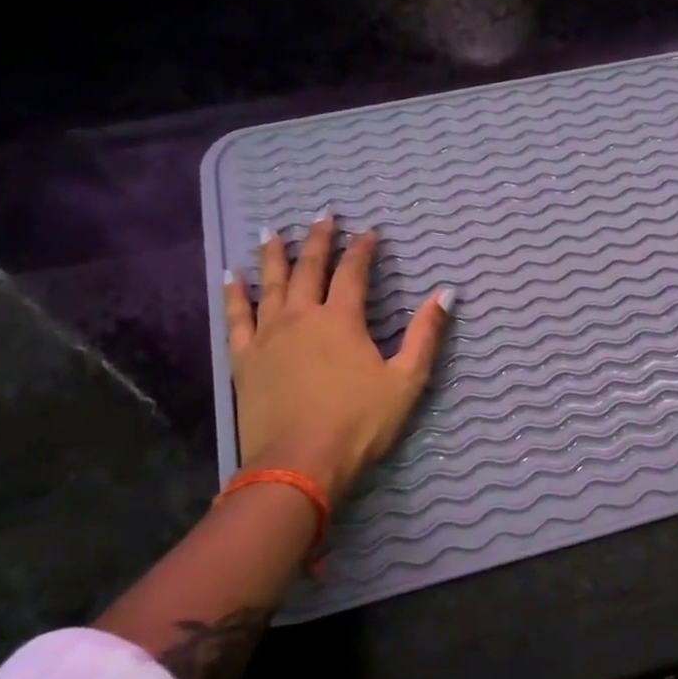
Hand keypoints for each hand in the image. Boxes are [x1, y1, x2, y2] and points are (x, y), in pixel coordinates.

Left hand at [222, 216, 451, 501]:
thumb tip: (446, 294)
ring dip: (273, 255)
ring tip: (271, 231)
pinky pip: (236, 316)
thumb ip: (425, 335)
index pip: (353, 273)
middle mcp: (302, 316)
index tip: (369, 231)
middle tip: (322, 216)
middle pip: (309, 268)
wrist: (299, 463)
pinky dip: (235, 294)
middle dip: (318, 240)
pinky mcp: (245, 358)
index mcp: (342, 320)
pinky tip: (231, 276)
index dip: (362, 249)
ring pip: (270, 284)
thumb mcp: (405, 381)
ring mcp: (269, 335)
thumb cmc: (359, 423)